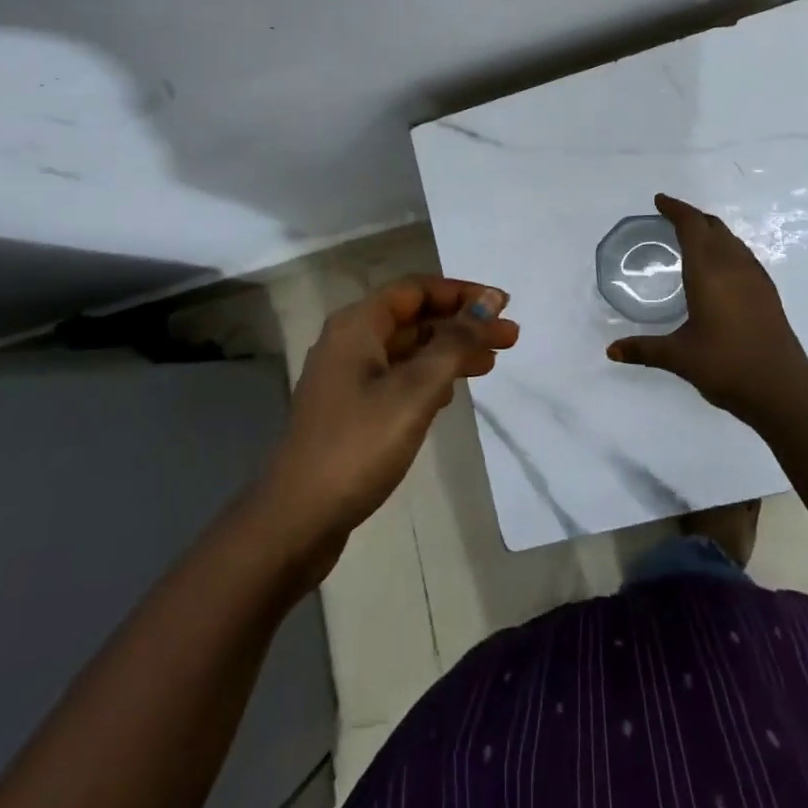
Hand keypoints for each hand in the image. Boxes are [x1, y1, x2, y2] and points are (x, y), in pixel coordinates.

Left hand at [261, 277, 517, 569]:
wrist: (297, 518)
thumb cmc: (359, 444)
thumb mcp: (415, 389)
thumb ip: (455, 342)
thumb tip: (490, 301)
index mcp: (358, 324)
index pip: (417, 289)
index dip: (462, 293)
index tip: (502, 306)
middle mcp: (349, 340)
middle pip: (414, 317)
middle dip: (462, 324)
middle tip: (509, 339)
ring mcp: (346, 377)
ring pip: (407, 349)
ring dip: (449, 351)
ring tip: (490, 365)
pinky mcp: (349, 409)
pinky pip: (397, 376)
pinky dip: (428, 377)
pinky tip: (451, 394)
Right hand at [606, 193, 807, 423]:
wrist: (783, 390)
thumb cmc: (727, 367)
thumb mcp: (679, 357)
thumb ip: (644, 349)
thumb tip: (611, 351)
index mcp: (709, 272)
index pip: (692, 226)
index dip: (675, 209)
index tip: (659, 201)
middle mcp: (734, 267)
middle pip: (713, 227)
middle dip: (691, 216)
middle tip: (670, 217)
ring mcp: (755, 278)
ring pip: (731, 239)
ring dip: (711, 230)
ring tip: (692, 237)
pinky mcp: (768, 292)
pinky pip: (743, 254)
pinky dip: (726, 247)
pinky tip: (720, 266)